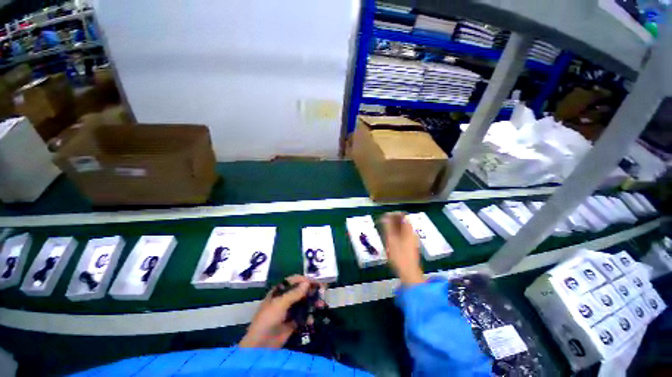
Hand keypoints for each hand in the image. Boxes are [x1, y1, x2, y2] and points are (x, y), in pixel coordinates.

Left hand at [239, 275, 322, 347]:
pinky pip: (303, 316)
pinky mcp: (293, 322)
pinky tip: (312, 319)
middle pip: (301, 291)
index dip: (304, 280)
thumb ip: (294, 293)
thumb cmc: (267, 319)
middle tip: (322, 291)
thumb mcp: (279, 304)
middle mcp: (285, 299)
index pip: (294, 281)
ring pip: (304, 303)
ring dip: (312, 303)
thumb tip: (307, 283)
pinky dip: (309, 316)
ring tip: (321, 305)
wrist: (260, 345)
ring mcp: (289, 311)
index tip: (314, 282)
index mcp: (279, 291)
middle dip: (311, 291)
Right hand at [382, 212, 424, 285]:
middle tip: (383, 221)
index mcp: (409, 230)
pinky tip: (390, 237)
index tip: (385, 215)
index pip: (403, 216)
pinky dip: (396, 233)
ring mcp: (412, 240)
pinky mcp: (410, 246)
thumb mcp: (391, 240)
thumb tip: (385, 216)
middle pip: (403, 222)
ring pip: (403, 229)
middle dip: (393, 220)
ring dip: (394, 226)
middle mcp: (412, 233)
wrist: (409, 273)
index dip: (394, 214)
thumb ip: (388, 227)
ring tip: (385, 229)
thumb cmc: (399, 256)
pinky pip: (403, 235)